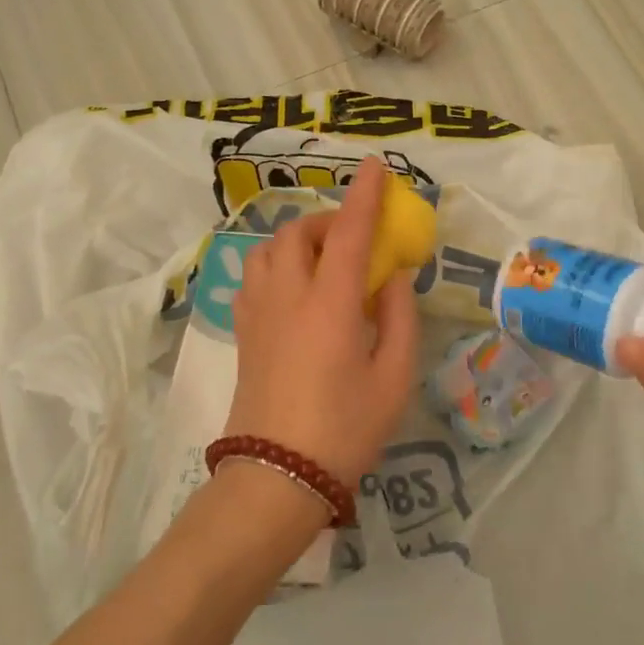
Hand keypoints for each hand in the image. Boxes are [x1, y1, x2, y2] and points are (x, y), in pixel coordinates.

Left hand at [222, 157, 420, 490]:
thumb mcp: (394, 377)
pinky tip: (296, 289)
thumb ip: (399, 317)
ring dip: (298, 240)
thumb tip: (394, 275)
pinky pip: (254, 276)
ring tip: (324, 260)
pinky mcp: (244, 333)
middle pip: (298, 233)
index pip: (348, 233)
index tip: (375, 167)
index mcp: (330, 305)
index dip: (364, 196)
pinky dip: (276, 264)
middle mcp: (288, 297)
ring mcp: (258, 314)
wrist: (276, 477)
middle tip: (356, 238)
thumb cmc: (346, 429)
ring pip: (268, 250)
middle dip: (328, 220)